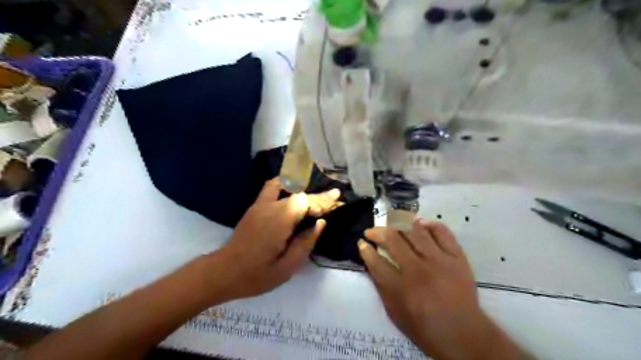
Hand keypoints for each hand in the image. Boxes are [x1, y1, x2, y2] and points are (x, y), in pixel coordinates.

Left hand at [210, 179, 339, 302]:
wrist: (223, 272)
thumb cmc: (256, 275)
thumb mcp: (287, 267)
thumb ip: (305, 243)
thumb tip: (320, 224)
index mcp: (280, 221)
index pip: (305, 201)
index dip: (322, 199)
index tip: (337, 194)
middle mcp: (270, 207)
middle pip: (298, 193)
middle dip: (315, 198)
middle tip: (329, 203)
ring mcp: (260, 205)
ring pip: (285, 186)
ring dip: (301, 189)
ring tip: (312, 199)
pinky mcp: (254, 207)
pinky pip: (271, 188)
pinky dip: (284, 185)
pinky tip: (292, 193)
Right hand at [358, 218, 534, 359]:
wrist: (462, 334)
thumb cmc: (424, 327)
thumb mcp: (394, 312)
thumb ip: (381, 286)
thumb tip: (372, 262)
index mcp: (400, 287)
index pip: (376, 261)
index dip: (365, 249)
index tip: (362, 243)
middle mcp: (418, 269)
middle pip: (393, 240)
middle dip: (377, 232)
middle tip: (371, 231)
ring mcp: (439, 260)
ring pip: (415, 231)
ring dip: (399, 223)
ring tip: (391, 222)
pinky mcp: (456, 257)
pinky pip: (442, 232)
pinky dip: (430, 224)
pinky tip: (419, 223)